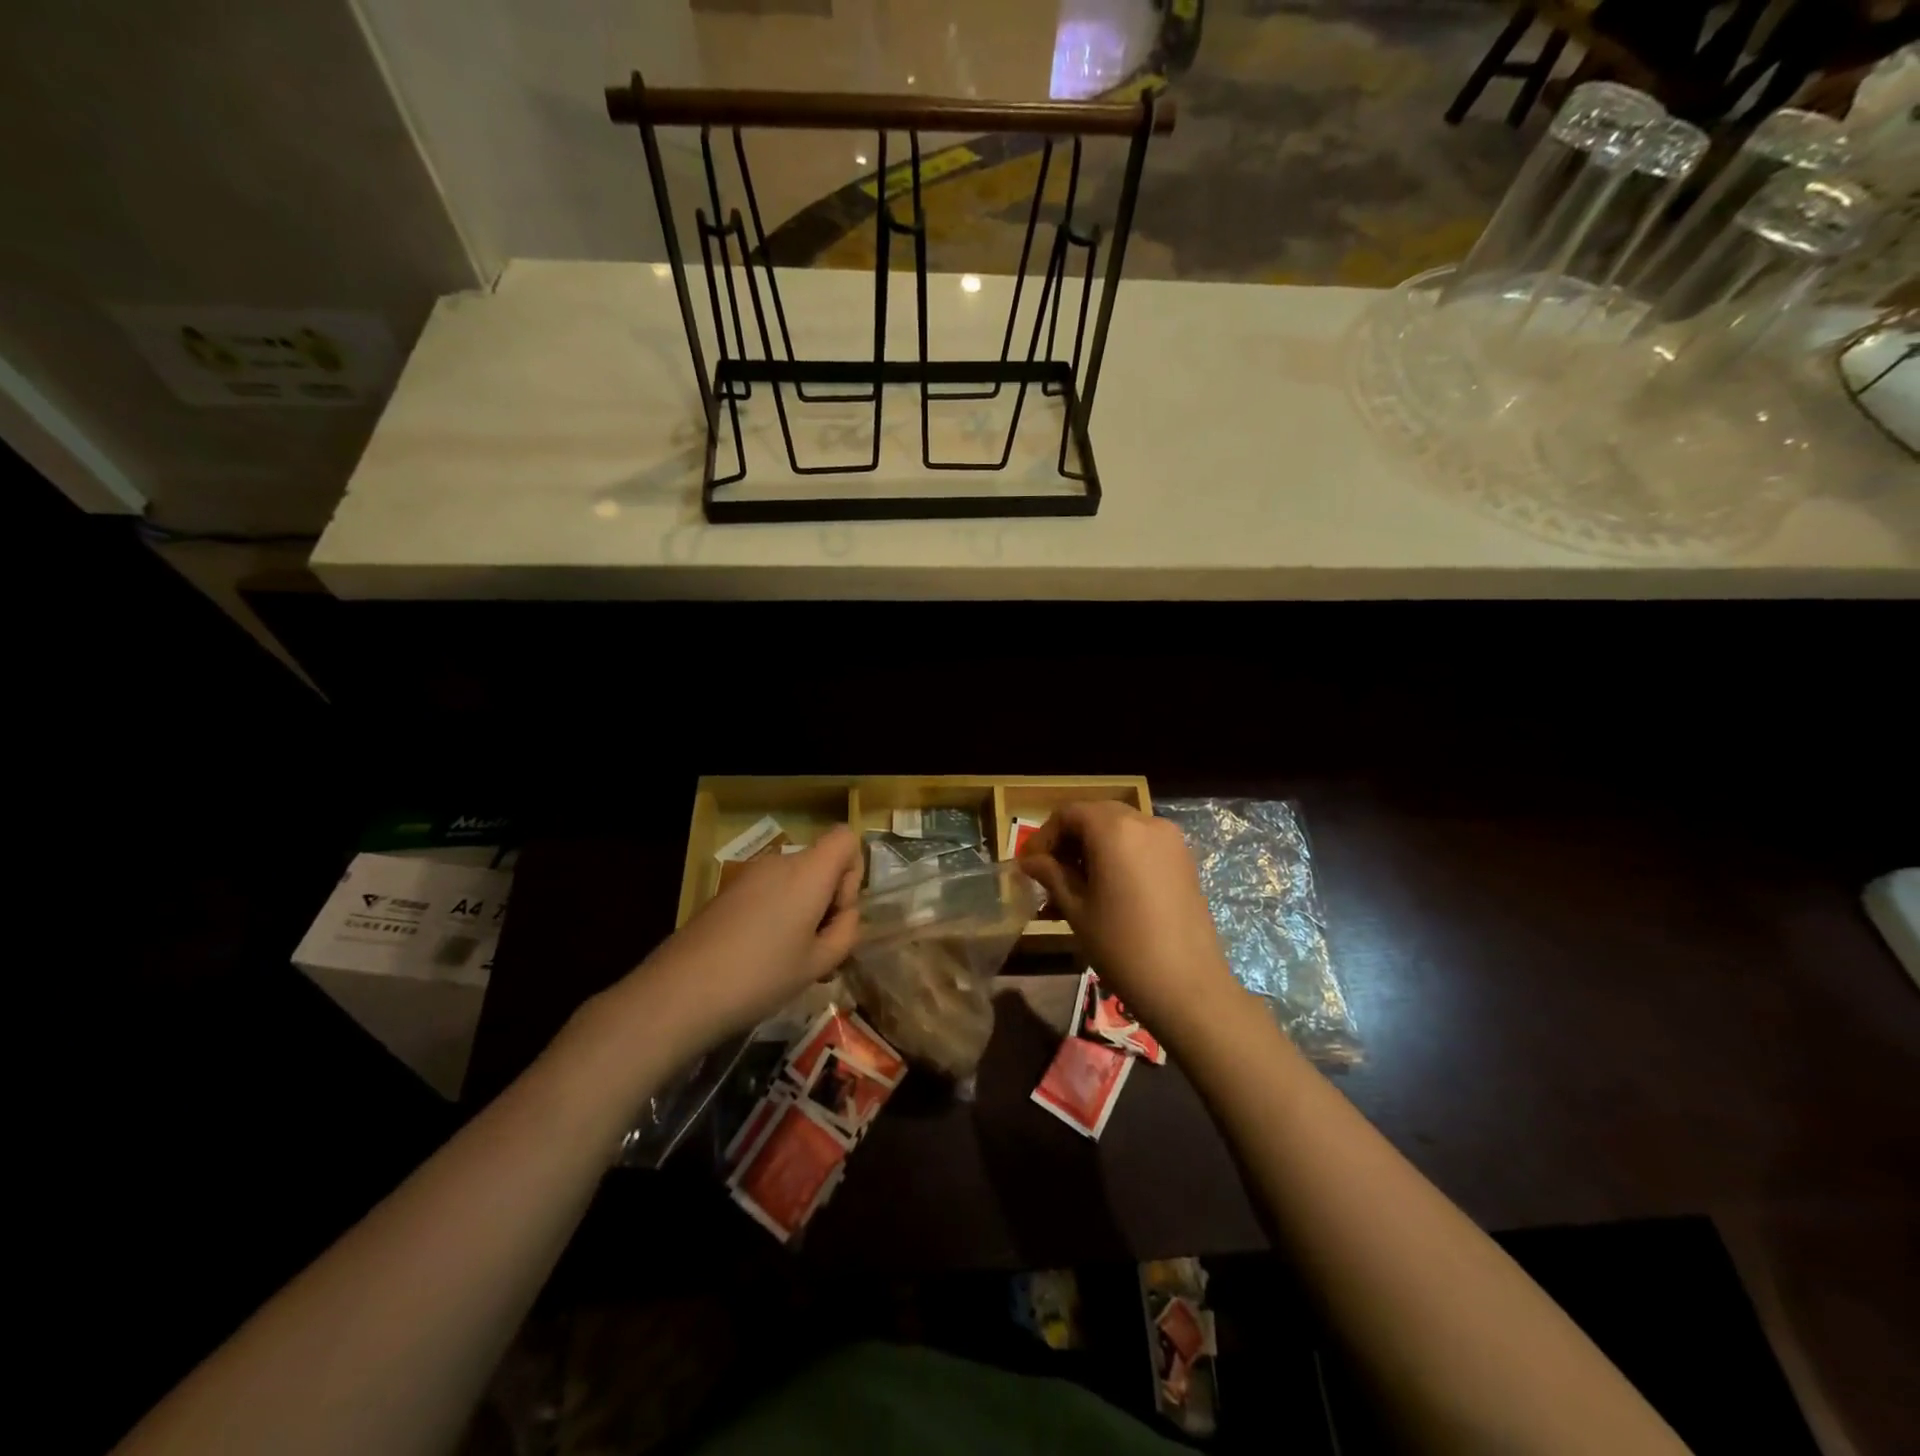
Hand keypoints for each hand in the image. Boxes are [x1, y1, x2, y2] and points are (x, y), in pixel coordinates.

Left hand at [623, 826, 863, 1052]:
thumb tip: (845, 916)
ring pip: (794, 882)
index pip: (845, 838)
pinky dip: (777, 915)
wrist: (680, 992)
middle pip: (820, 863)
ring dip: (803, 911)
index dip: (853, 872)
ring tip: (791, 961)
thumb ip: (846, 932)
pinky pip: (768, 892)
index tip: (836, 914)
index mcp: (807, 871)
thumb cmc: (761, 975)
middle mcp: (779, 862)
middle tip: (818, 951)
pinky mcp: (726, 893)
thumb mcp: (819, 963)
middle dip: (828, 901)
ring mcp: (748, 875)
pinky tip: (761, 958)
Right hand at [1018, 802, 1238, 1042]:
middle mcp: (1145, 822)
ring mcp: (1170, 840)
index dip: (1045, 835)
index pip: (1069, 813)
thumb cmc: (1122, 946)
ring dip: (1093, 849)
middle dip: (1069, 840)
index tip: (1030, 865)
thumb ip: (1051, 875)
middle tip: (1049, 874)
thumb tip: (1030, 860)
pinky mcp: (1184, 860)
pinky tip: (1106, 891)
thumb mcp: (1077, 909)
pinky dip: (1119, 856)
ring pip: (1120, 830)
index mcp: (1115, 829)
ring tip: (1075, 888)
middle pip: (1096, 816)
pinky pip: (1142, 845)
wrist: (1187, 986)